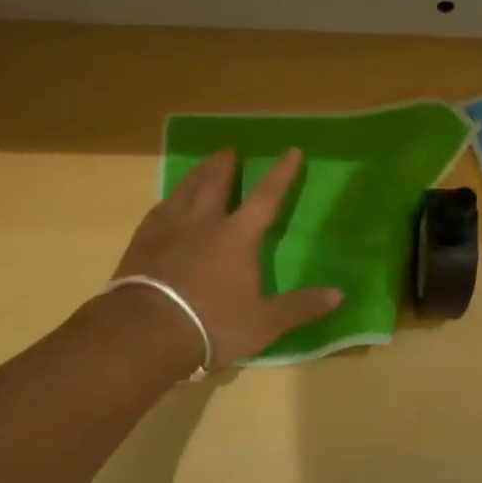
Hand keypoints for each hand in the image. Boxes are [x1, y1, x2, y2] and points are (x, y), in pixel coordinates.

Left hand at [112, 147, 342, 367]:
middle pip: (215, 183)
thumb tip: (339, 295)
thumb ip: (300, 307)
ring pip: (185, 191)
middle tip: (230, 151)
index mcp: (237, 237)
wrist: (146, 332)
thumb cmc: (212, 325)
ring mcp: (169, 229)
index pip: (266, 197)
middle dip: (226, 165)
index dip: (281, 174)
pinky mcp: (142, 242)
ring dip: (197, 175)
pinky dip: (170, 200)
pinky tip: (168, 203)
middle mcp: (204, 222)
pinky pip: (159, 210)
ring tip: (202, 166)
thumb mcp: (264, 322)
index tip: (291, 151)